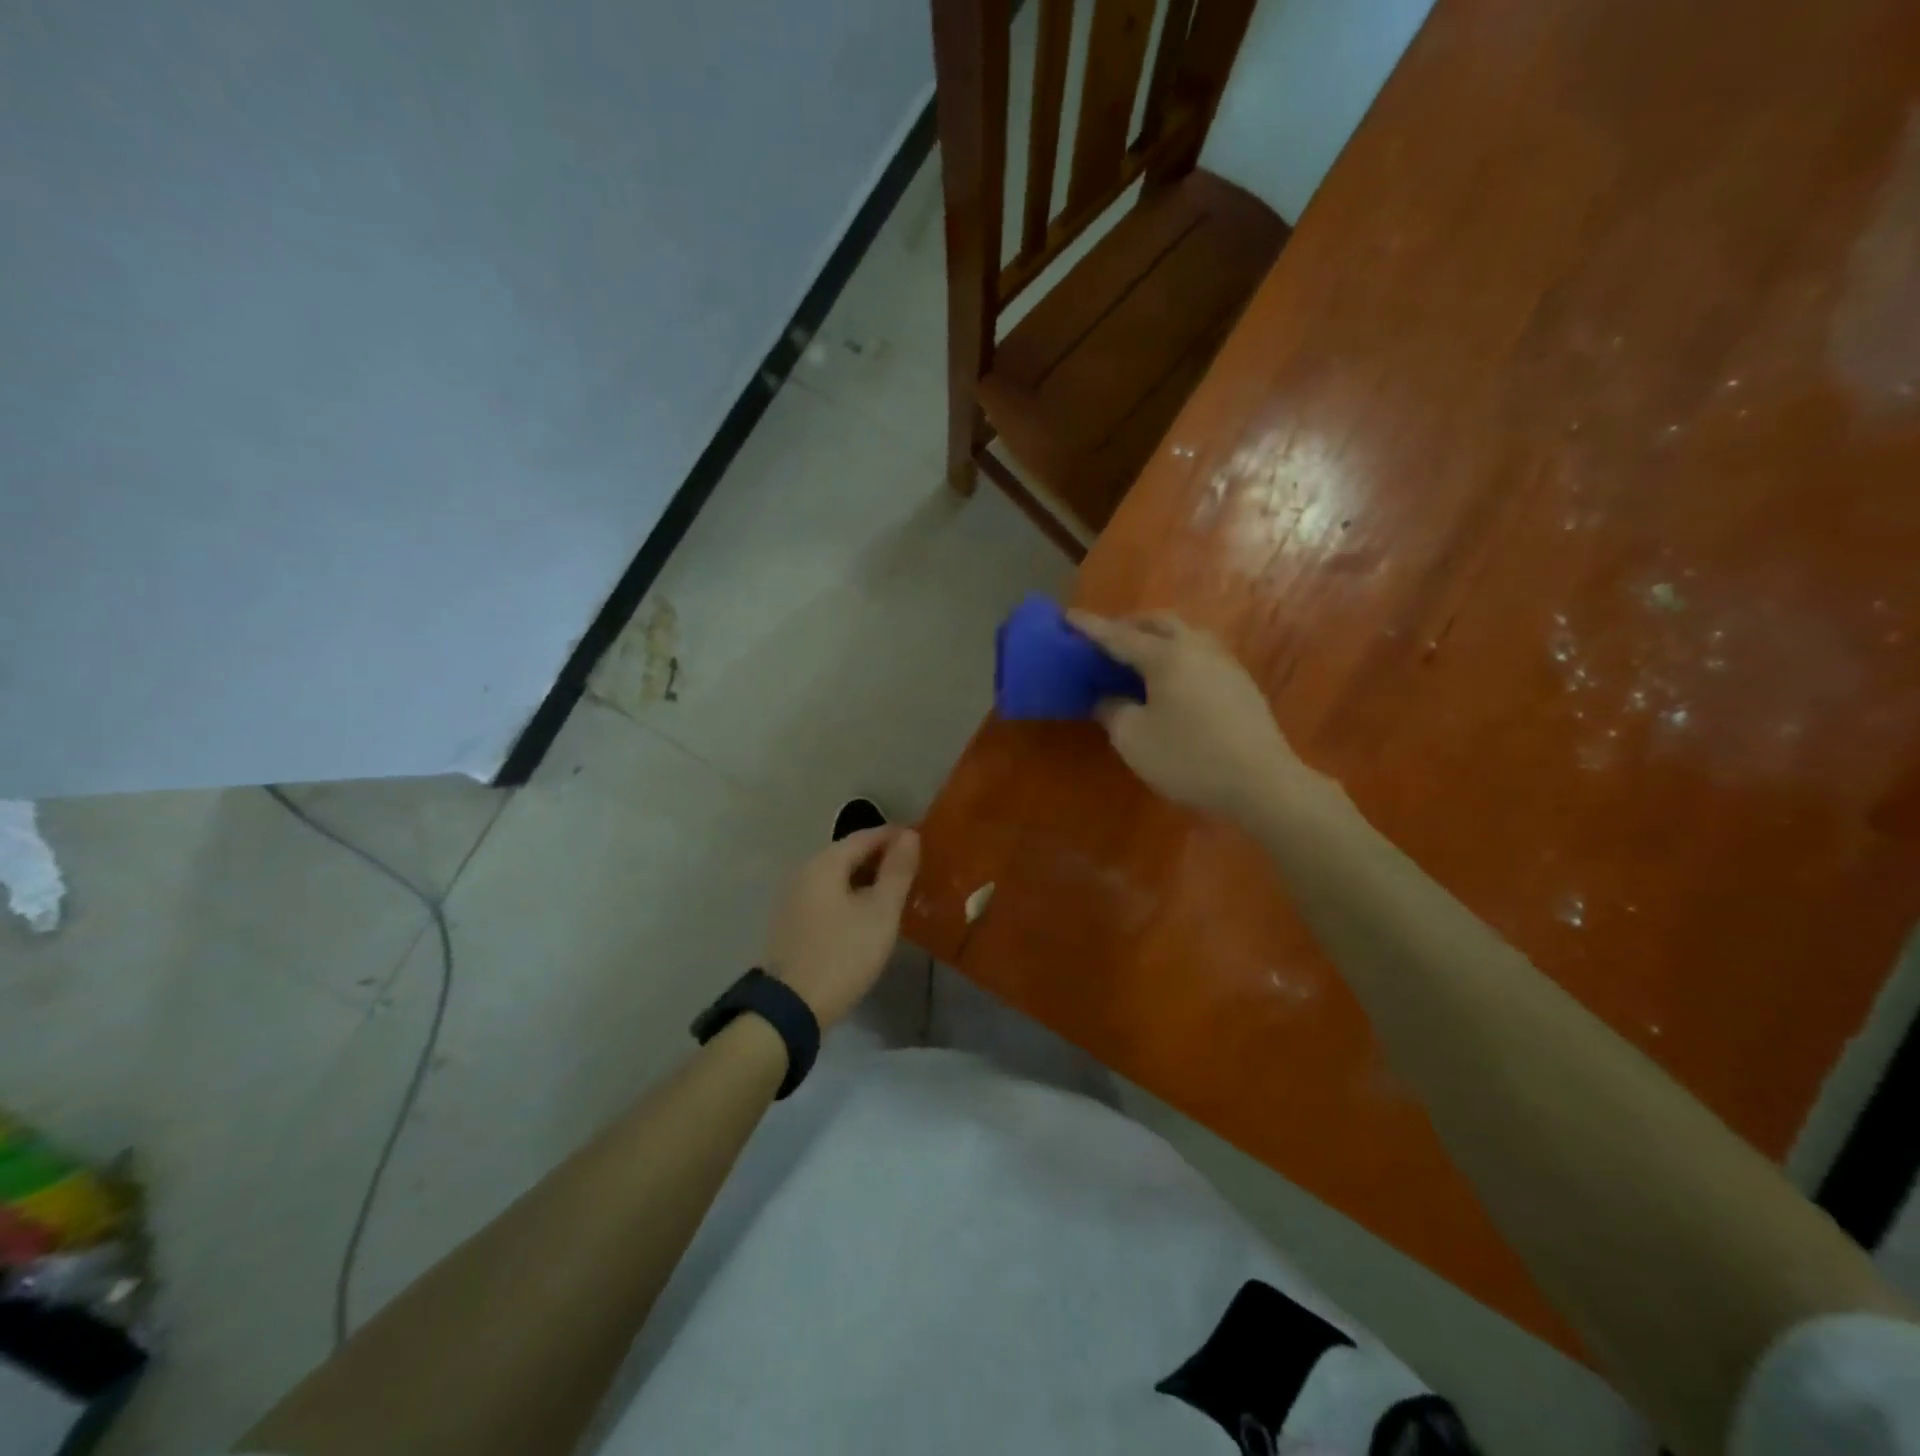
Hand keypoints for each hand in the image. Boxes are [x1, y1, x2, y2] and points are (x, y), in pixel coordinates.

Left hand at [765, 826, 919, 1026]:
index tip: (920, 841)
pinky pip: (826, 896)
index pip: (865, 836)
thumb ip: (897, 871)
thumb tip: (909, 836)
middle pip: (848, 854)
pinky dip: (849, 896)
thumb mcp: (881, 912)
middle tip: (912, 868)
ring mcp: (793, 898)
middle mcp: (804, 872)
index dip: (894, 836)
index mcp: (824, 863)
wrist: (791, 1007)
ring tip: (895, 891)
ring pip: (836, 877)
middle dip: (880, 857)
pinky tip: (866, 913)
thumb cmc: (843, 954)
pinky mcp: (791, 923)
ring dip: (865, 878)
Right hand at [1069, 611, 1297, 819]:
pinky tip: (1173, 679)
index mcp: (1166, 656)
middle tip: (1106, 637)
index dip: (1090, 627)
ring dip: (1158, 637)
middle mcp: (1196, 648)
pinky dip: (1178, 655)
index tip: (1068, 616)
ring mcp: (1225, 663)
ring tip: (1139, 656)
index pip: (1118, 635)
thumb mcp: (1134, 739)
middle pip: (1158, 623)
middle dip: (1129, 624)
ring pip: (1185, 634)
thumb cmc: (1188, 758)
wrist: (1262, 782)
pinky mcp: (1241, 683)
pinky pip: (1201, 654)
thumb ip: (1113, 711)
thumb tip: (1107, 698)